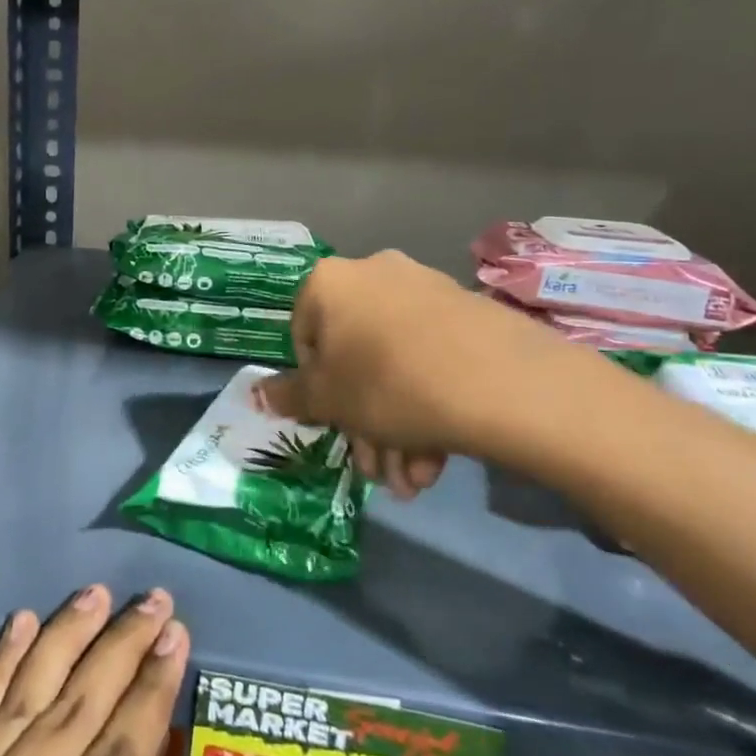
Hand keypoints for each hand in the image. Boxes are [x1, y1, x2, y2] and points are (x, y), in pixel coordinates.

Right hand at [261, 251, 582, 495]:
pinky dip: (428, 406)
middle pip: (355, 358)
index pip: (303, 338)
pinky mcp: (468, 313)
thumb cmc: (388, 385)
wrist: (500, 382)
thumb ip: (289, 396)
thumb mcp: (328, 400)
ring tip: (412, 482)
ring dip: (396, 429)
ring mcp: (426, 290)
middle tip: (376, 470)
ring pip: (395, 366)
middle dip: (363, 423)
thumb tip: (255, 393)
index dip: (314, 387)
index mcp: (330, 283)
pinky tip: (437, 460)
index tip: (332, 422)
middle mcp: (375, 274)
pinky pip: (431, 359)